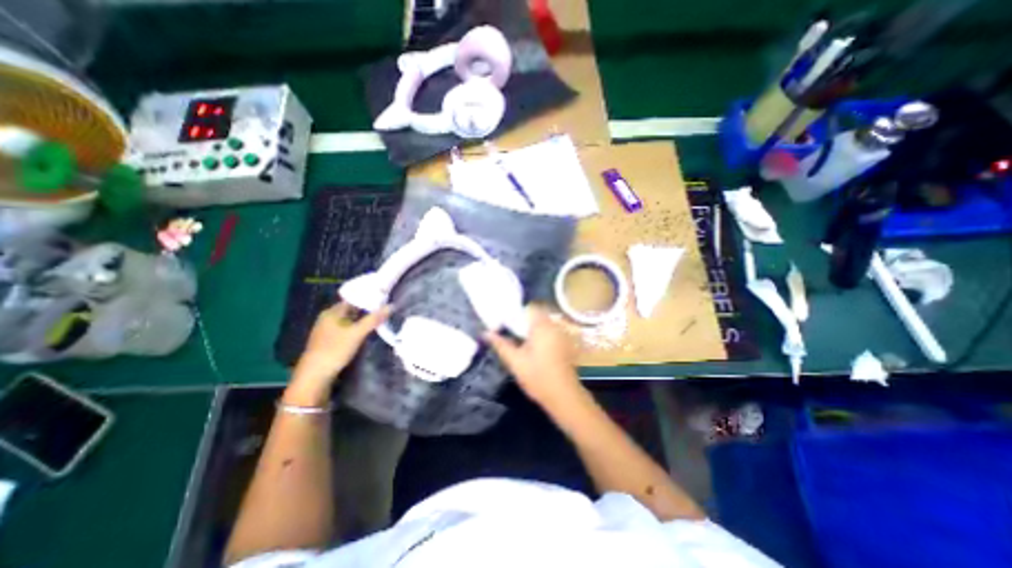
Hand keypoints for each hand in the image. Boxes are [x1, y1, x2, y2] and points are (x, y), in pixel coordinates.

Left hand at [293, 301, 389, 404]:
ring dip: (362, 321)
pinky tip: (365, 333)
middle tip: (384, 310)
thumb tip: (391, 305)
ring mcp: (326, 330)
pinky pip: (346, 329)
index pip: (353, 300)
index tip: (383, 300)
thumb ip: (374, 319)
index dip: (368, 300)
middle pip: (351, 310)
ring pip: (349, 321)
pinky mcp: (328, 341)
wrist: (315, 376)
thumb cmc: (335, 350)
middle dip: (367, 311)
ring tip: (379, 320)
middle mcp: (327, 318)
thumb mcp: (357, 333)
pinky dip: (356, 329)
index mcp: (331, 312)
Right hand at [483, 307, 585, 407]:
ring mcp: (563, 334)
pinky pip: (554, 331)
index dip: (519, 312)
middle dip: (527, 320)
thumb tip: (485, 333)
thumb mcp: (515, 361)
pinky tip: (538, 348)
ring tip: (524, 340)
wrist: (563, 395)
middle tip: (515, 332)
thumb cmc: (537, 376)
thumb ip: (500, 344)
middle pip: (540, 313)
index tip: (510, 322)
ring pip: (547, 322)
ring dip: (536, 327)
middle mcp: (554, 325)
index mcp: (541, 325)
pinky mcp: (568, 343)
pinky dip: (545, 334)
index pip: (531, 307)